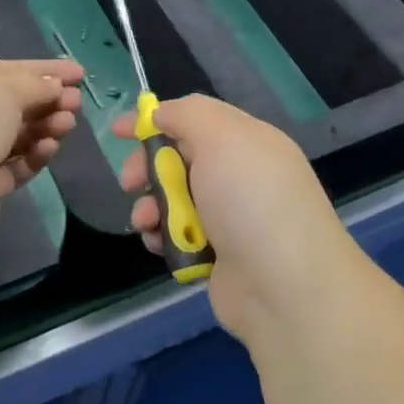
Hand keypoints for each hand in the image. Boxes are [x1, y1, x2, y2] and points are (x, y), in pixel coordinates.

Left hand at [0, 59, 84, 236]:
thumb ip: (35, 84)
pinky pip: (14, 166)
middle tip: (78, 101)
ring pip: (16, 135)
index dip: (44, 71)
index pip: (7, 70)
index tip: (78, 73)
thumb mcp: (4, 87)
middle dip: (48, 100)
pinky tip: (51, 147)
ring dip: (45, 126)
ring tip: (69, 124)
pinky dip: (34, 155)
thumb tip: (53, 86)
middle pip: (13, 104)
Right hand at [115, 95, 360, 344]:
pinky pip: (177, 236)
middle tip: (131, 182)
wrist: (285, 289)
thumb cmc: (251, 201)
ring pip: (173, 200)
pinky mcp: (218, 256)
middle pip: (178, 159)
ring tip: (146, 222)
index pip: (194, 118)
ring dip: (151, 206)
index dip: (155, 120)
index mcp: (248, 142)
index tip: (118, 131)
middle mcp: (240, 176)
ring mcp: (230, 219)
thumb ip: (186, 114)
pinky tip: (158, 244)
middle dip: (148, 168)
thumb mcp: (221, 137)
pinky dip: (162, 237)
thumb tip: (162, 114)